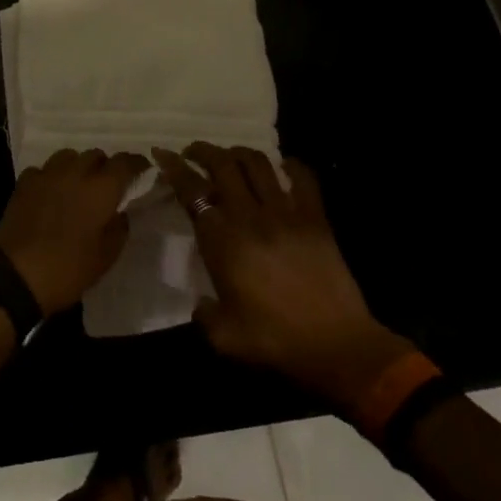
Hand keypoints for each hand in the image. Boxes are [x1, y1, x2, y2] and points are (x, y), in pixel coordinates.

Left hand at [0, 149, 147, 316]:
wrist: (18, 275)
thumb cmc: (68, 269)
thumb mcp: (106, 257)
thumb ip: (119, 229)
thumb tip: (121, 212)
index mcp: (100, 190)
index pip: (123, 163)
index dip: (136, 162)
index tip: (143, 168)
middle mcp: (75, 173)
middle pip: (95, 154)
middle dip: (105, 166)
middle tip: (107, 185)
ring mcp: (47, 175)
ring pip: (68, 156)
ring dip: (78, 166)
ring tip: (77, 186)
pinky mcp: (24, 183)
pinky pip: (43, 170)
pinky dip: (51, 177)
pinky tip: (50, 194)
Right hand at [155, 143, 414, 402]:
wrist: (338, 348)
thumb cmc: (277, 342)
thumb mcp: (225, 338)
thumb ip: (204, 315)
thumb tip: (200, 303)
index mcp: (223, 241)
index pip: (192, 190)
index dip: (173, 167)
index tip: (162, 153)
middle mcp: (250, 217)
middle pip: (223, 165)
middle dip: (203, 151)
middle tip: (192, 152)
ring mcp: (286, 213)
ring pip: (258, 163)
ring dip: (238, 153)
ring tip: (230, 157)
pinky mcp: (316, 218)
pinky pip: (303, 178)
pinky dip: (290, 165)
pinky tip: (283, 167)